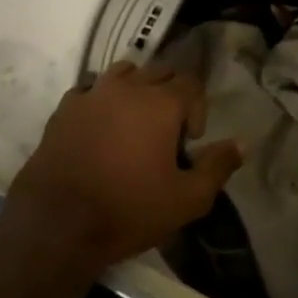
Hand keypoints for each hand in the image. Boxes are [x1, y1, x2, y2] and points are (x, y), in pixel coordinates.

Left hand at [0, 61, 242, 280]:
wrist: (56, 226)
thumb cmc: (128, 210)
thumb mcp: (187, 200)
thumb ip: (217, 167)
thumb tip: (241, 143)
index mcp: (160, 103)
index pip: (191, 83)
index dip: (197, 109)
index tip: (190, 142)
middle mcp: (127, 88)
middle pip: (159, 71)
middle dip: (170, 94)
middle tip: (167, 132)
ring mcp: (91, 95)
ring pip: (123, 73)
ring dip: (136, 89)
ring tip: (134, 123)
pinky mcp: (63, 110)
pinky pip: (89, 90)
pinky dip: (101, 100)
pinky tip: (100, 129)